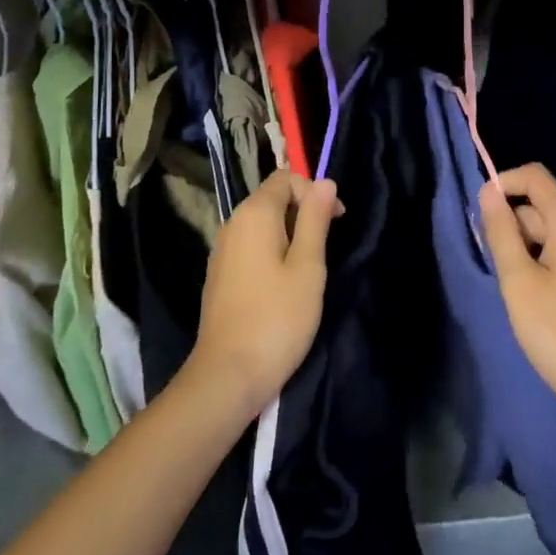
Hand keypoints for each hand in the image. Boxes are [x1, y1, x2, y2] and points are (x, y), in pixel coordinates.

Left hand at [189, 172, 340, 418]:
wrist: (227, 376)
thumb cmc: (277, 318)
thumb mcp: (308, 267)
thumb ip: (315, 219)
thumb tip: (324, 181)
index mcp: (254, 214)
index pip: (286, 178)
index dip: (314, 192)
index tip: (336, 222)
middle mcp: (232, 223)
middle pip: (273, 198)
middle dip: (303, 212)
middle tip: (326, 247)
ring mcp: (222, 250)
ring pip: (262, 224)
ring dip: (290, 234)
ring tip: (309, 269)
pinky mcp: (220, 274)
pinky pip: (251, 246)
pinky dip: (272, 251)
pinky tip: (283, 284)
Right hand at [479, 163, 555, 431]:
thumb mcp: (519, 280)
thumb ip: (501, 231)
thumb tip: (488, 191)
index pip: (534, 176)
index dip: (503, 184)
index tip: (479, 215)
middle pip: (540, 203)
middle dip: (510, 222)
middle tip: (493, 263)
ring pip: (549, 229)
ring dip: (523, 245)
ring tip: (511, 284)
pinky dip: (541, 259)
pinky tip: (531, 294)